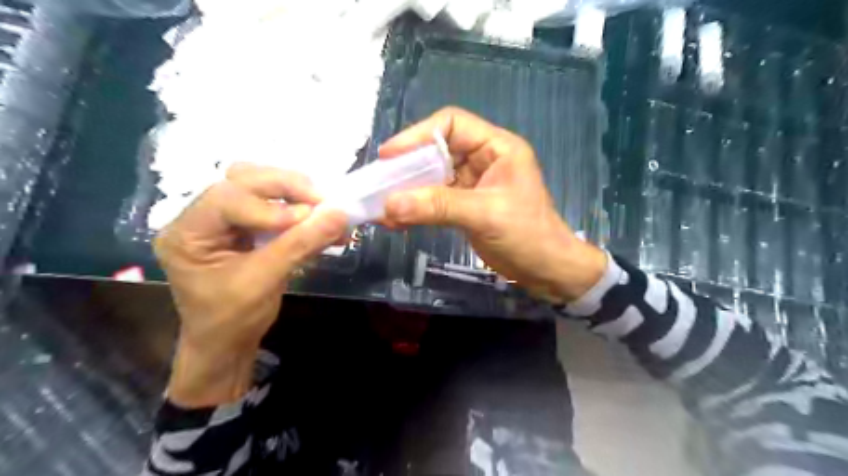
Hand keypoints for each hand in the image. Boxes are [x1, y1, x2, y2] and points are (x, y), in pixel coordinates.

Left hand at [154, 163, 346, 405]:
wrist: (227, 344)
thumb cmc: (233, 319)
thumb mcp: (265, 281)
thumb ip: (302, 244)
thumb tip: (341, 214)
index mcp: (187, 232)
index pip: (227, 199)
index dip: (270, 206)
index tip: (308, 218)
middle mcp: (199, 216)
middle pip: (242, 180)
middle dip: (285, 187)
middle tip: (321, 200)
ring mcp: (222, 219)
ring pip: (258, 185)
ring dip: (293, 192)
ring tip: (321, 206)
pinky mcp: (244, 225)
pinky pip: (272, 204)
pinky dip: (298, 208)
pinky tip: (318, 218)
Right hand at [381, 105, 605, 301]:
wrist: (546, 271)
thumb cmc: (528, 235)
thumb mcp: (485, 215)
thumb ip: (438, 207)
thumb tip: (390, 204)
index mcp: (496, 147)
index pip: (452, 123)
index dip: (418, 134)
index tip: (389, 155)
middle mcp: (482, 159)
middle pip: (437, 150)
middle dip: (408, 166)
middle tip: (380, 183)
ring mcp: (472, 184)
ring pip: (433, 177)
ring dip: (408, 191)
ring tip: (383, 206)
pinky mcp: (465, 206)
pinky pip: (435, 200)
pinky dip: (416, 208)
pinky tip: (397, 220)